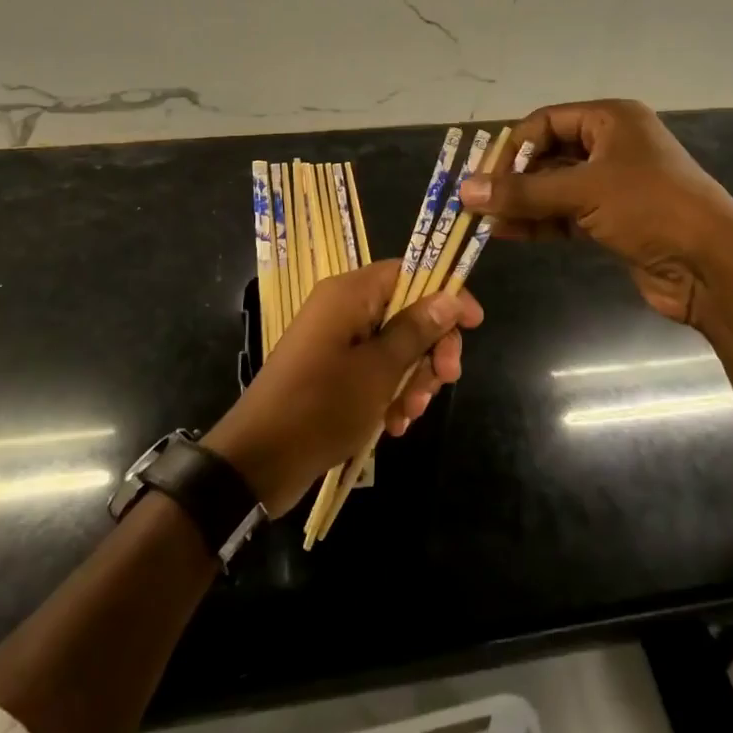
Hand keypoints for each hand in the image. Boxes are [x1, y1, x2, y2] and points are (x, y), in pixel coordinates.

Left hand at [204, 261, 481, 516]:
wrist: (258, 460)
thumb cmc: (322, 406)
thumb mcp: (379, 370)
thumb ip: (416, 330)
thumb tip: (450, 297)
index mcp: (350, 293)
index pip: (410, 272)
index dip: (445, 293)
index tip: (473, 324)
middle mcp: (343, 308)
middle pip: (407, 311)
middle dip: (429, 349)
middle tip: (444, 382)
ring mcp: (335, 340)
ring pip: (394, 345)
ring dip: (412, 378)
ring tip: (408, 415)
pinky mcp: (331, 370)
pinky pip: (373, 369)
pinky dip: (389, 392)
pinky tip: (393, 425)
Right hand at [459, 99, 732, 324]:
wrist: (712, 266)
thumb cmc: (651, 208)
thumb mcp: (584, 192)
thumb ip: (523, 192)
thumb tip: (464, 191)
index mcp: (611, 120)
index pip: (546, 122)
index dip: (512, 147)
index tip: (482, 177)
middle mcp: (612, 145)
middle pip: (548, 155)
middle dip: (513, 179)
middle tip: (476, 201)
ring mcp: (614, 185)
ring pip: (555, 188)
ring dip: (522, 203)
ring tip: (483, 221)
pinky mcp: (614, 220)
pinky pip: (566, 214)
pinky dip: (539, 222)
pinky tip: (507, 233)